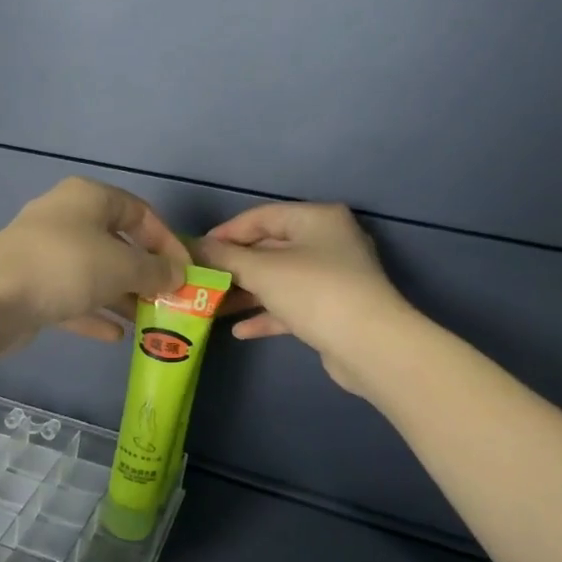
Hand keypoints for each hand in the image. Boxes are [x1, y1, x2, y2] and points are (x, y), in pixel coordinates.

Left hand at [0, 178, 189, 359]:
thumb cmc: (66, 266)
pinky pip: (73, 299)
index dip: (167, 241)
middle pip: (117, 244)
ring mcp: (46, 255)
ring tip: (151, 321)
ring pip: (95, 274)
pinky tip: (117, 337)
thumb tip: (178, 275)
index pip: (140, 212)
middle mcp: (66, 220)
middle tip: (171, 301)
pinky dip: (94, 314)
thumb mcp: (121, 266)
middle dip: (145, 273)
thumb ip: (154, 271)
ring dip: (122, 297)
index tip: (187, 271)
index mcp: (88, 198)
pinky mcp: (33, 287)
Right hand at [196, 203, 416, 396]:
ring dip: (245, 293)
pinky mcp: (331, 310)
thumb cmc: (314, 291)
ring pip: (278, 280)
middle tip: (199, 281)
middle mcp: (327, 242)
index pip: (261, 216)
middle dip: (232, 267)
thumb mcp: (261, 270)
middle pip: (268, 248)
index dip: (225, 233)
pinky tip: (239, 331)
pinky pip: (290, 306)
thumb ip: (224, 257)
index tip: (195, 252)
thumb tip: (192, 247)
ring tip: (210, 307)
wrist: (369, 345)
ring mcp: (331, 277)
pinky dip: (266, 314)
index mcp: (316, 219)